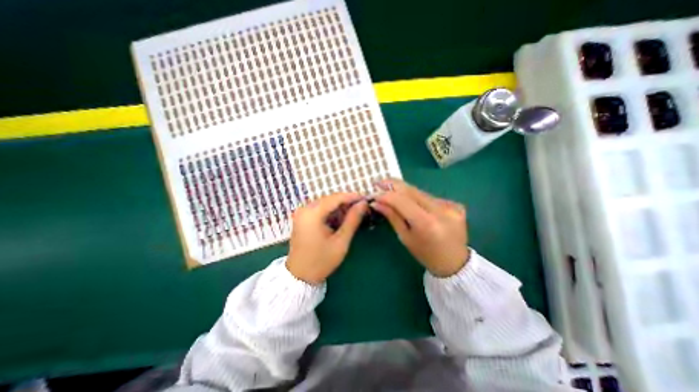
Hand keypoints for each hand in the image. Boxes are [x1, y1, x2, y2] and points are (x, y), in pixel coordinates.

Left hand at [286, 193, 367, 284]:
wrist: (299, 277)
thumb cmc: (321, 261)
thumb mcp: (341, 241)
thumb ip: (353, 220)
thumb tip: (363, 204)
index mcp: (312, 214)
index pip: (336, 198)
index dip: (352, 196)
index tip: (366, 199)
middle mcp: (305, 209)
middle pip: (330, 199)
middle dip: (347, 202)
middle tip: (363, 207)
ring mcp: (302, 213)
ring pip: (326, 203)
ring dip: (341, 207)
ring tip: (355, 213)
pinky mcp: (303, 218)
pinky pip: (320, 209)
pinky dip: (332, 212)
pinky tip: (342, 218)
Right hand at [371, 180, 468, 276]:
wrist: (455, 263)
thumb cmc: (425, 254)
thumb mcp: (405, 237)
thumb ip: (392, 216)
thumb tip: (376, 202)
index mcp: (427, 223)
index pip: (402, 200)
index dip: (386, 195)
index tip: (373, 192)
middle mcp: (441, 210)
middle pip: (412, 190)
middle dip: (393, 185)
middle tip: (379, 182)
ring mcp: (451, 205)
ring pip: (420, 192)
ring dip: (404, 191)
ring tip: (392, 191)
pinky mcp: (455, 204)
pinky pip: (429, 196)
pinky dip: (417, 197)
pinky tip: (412, 202)